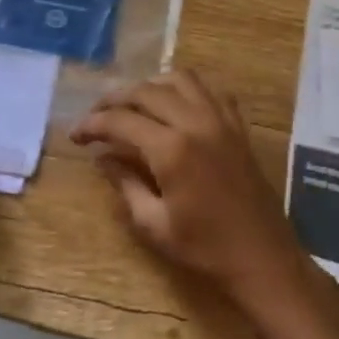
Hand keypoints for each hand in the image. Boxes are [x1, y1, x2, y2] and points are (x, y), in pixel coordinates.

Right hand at [70, 70, 306, 304]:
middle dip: (114, 100)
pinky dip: (187, 90)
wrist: (262, 258)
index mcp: (172, 149)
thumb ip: (124, 184)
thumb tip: (102, 158)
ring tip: (133, 105)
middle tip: (96, 118)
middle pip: (146, 91)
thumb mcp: (153, 224)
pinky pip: (210, 91)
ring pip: (180, 80)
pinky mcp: (238, 127)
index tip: (75, 136)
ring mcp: (221, 120)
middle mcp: (196, 123)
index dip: (92, 124)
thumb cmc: (205, 249)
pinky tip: (175, 107)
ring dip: (151, 86)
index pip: (121, 120)